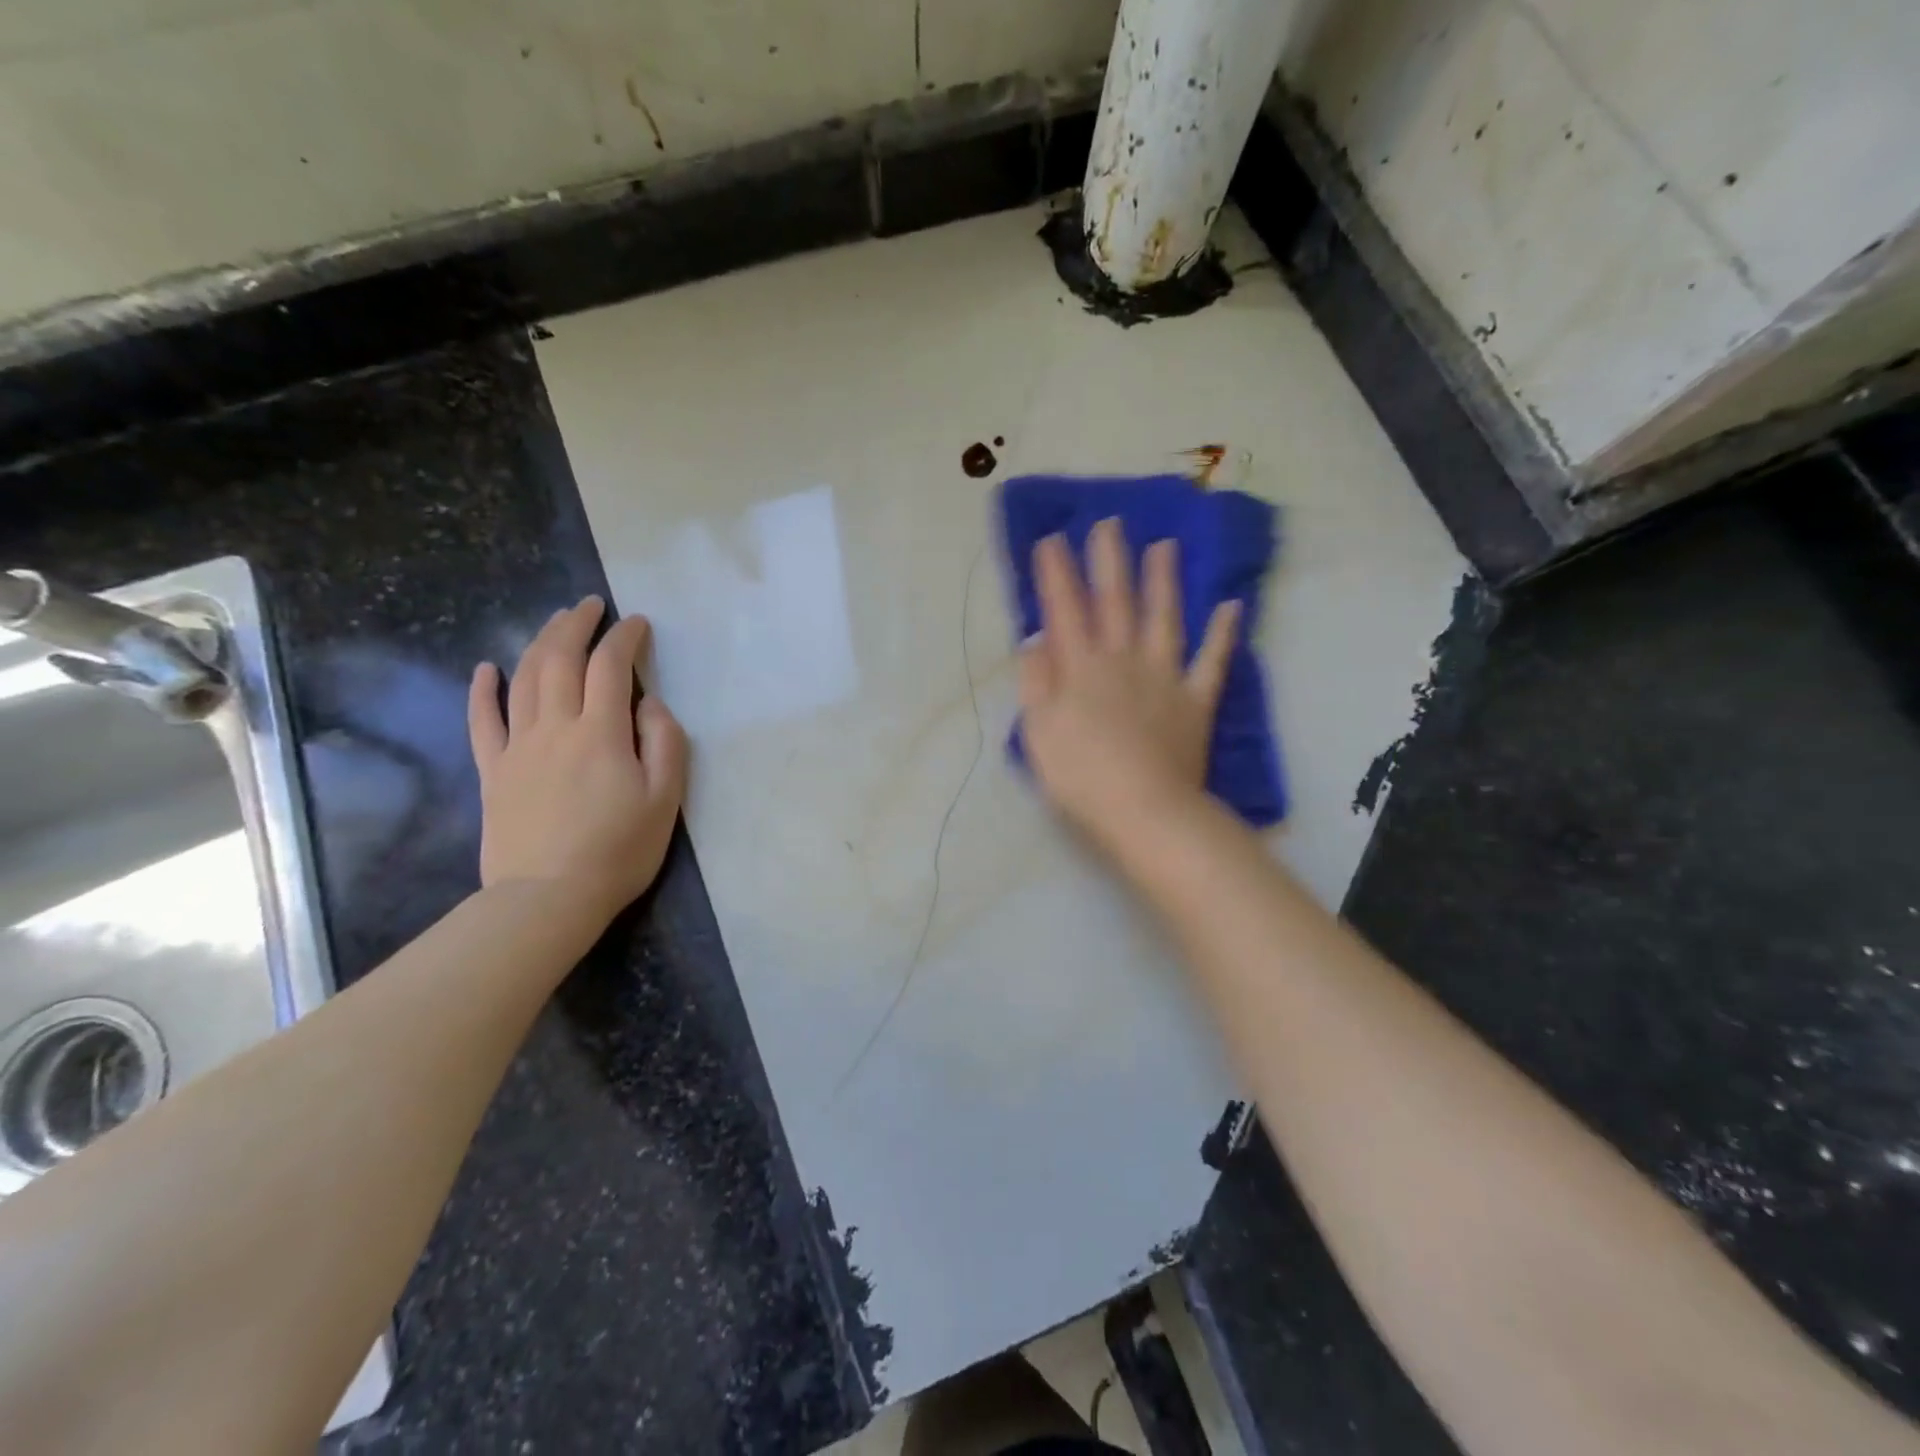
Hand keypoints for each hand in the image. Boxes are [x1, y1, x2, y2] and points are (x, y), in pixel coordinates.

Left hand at [467, 596, 688, 926]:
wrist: (547, 898)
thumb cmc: (618, 850)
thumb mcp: (665, 798)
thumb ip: (664, 742)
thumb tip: (648, 703)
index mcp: (601, 732)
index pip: (610, 667)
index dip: (624, 638)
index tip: (637, 623)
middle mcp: (555, 727)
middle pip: (559, 659)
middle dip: (575, 624)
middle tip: (590, 605)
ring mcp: (517, 747)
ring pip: (523, 679)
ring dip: (538, 643)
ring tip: (554, 623)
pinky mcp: (493, 771)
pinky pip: (482, 720)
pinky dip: (482, 690)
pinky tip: (486, 668)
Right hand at [1018, 519, 1238, 849]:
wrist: (1144, 811)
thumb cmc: (1080, 777)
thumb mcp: (1038, 732)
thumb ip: (1036, 682)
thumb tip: (1035, 639)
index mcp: (1081, 669)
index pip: (1064, 611)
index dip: (1056, 574)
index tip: (1052, 539)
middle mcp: (1123, 660)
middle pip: (1115, 602)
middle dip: (1109, 561)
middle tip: (1110, 523)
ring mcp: (1164, 677)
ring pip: (1163, 618)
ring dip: (1162, 580)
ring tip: (1164, 546)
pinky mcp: (1196, 700)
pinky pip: (1212, 660)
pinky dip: (1223, 632)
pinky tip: (1232, 605)